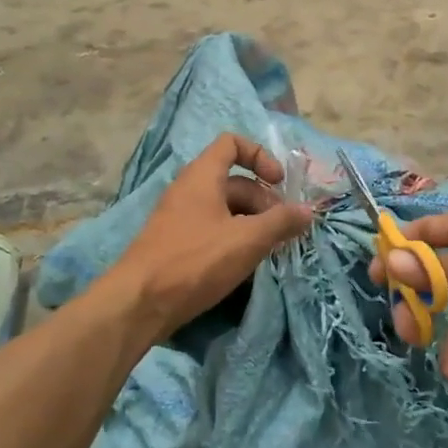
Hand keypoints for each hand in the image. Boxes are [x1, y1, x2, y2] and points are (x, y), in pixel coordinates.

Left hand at [112, 135, 312, 333]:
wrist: (139, 303)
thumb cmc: (195, 260)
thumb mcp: (246, 240)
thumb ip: (280, 222)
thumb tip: (308, 210)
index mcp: (202, 176)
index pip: (232, 144)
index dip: (260, 155)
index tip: (279, 183)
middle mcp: (189, 190)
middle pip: (234, 181)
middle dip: (264, 200)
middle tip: (284, 228)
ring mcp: (180, 218)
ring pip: (225, 209)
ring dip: (252, 222)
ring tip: (271, 248)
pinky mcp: (176, 244)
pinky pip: (212, 230)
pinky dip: (234, 238)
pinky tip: (246, 263)